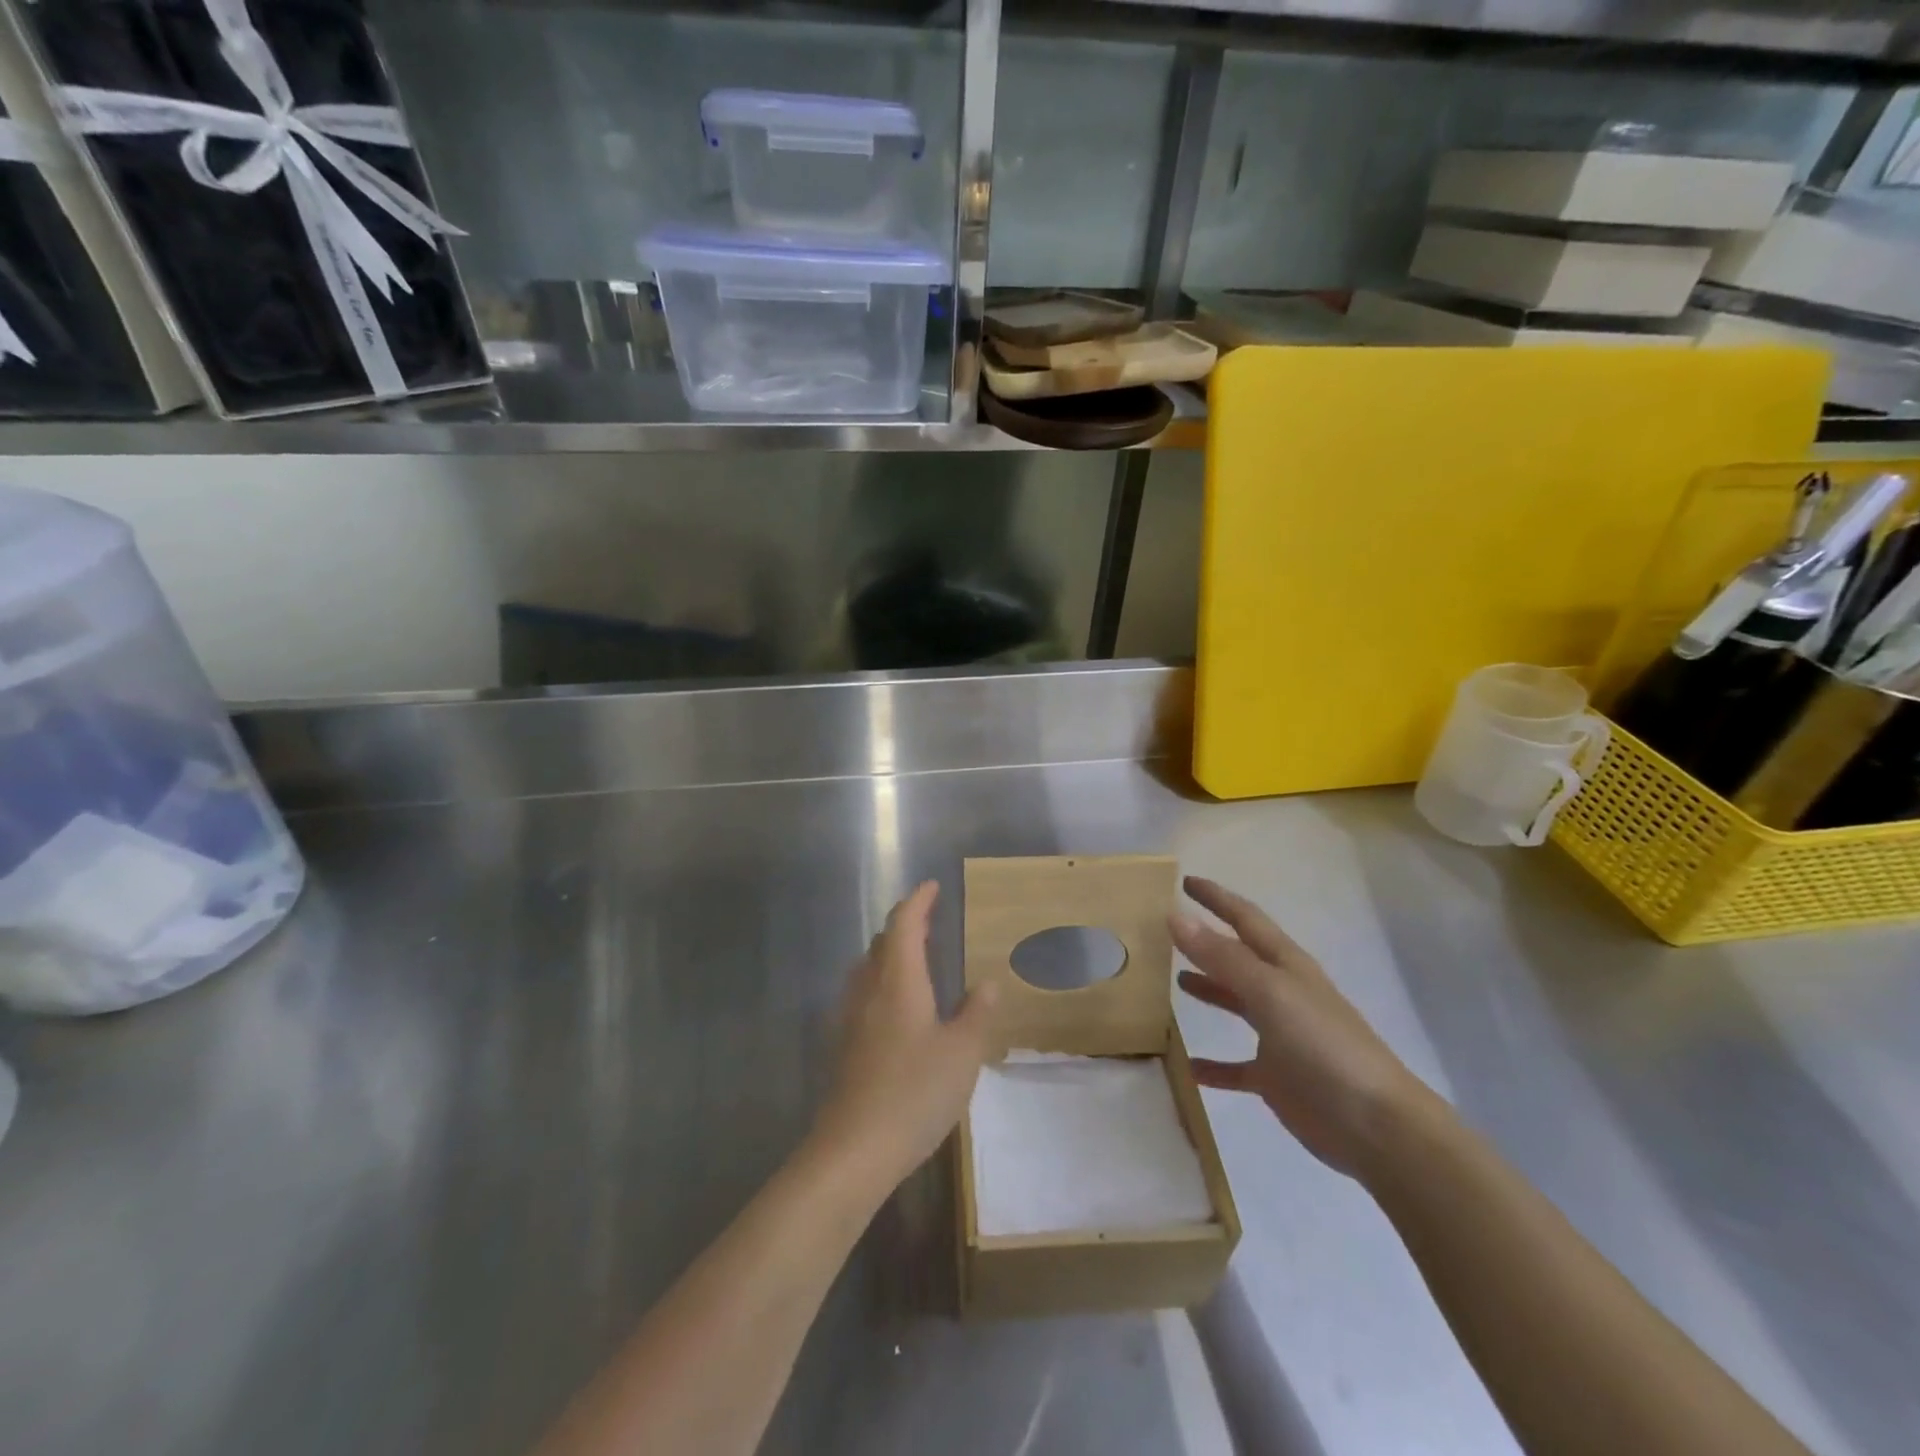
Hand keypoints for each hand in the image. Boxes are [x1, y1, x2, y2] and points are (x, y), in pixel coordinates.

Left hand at [810, 882, 996, 1194]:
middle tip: (930, 920)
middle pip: (883, 942)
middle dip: (905, 924)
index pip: (904, 925)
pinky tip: (897, 1007)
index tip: (932, 886)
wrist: (853, 1150)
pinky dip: (883, 981)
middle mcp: (870, 990)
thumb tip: (987, 983)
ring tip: (916, 957)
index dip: (918, 901)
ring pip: (869, 968)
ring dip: (891, 952)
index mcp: (899, 982)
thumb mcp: (962, 1054)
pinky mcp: (844, 1046)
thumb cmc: (914, 1093)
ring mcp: (851, 1018)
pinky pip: (864, 994)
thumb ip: (976, 1014)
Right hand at [1172, 876, 1430, 1178]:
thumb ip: (1222, 957)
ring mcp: (1280, 1036)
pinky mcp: (1276, 1078)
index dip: (1216, 898)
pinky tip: (1187, 1066)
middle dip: (1207, 941)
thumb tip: (1175, 915)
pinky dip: (1212, 1065)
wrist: (1375, 1125)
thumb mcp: (1270, 992)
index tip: (1184, 881)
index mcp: (1285, 965)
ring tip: (1173, 981)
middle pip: (1238, 958)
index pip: (1245, 919)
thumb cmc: (1323, 1045)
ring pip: (1236, 1003)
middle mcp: (1282, 993)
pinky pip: (1235, 1066)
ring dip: (1208, 990)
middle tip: (1168, 929)